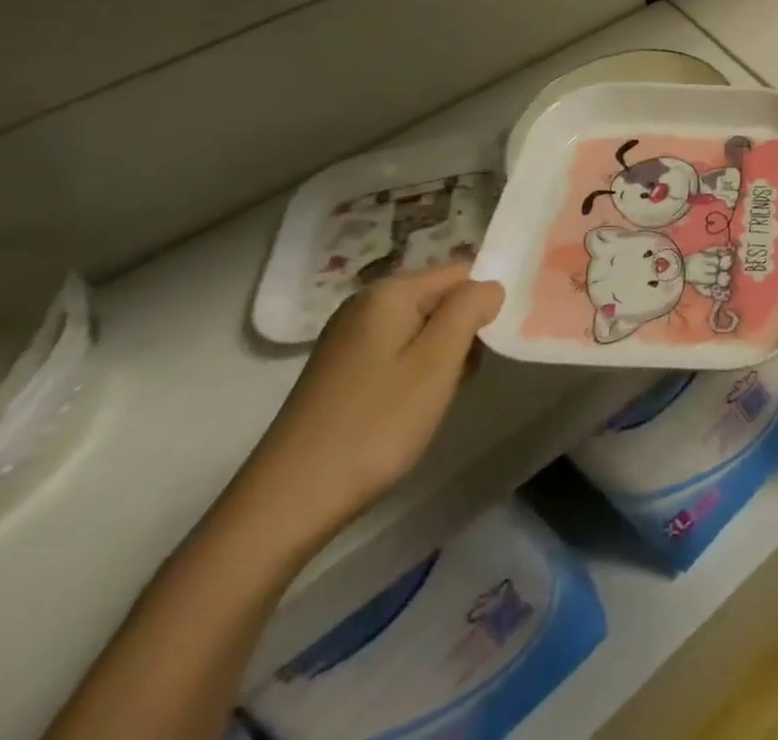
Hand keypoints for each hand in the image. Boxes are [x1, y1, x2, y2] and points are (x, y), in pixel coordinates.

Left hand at [224, 264, 504, 558]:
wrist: (286, 505)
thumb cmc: (374, 425)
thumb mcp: (437, 362)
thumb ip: (470, 309)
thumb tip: (490, 286)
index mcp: (390, 292)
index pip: (463, 273)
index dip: (484, 305)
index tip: (490, 347)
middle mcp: (366, 304)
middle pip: (441, 300)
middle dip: (462, 333)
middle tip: (461, 379)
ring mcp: (349, 339)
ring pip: (422, 329)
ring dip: (441, 358)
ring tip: (436, 399)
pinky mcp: (341, 371)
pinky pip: (398, 353)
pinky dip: (415, 374)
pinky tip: (410, 409)